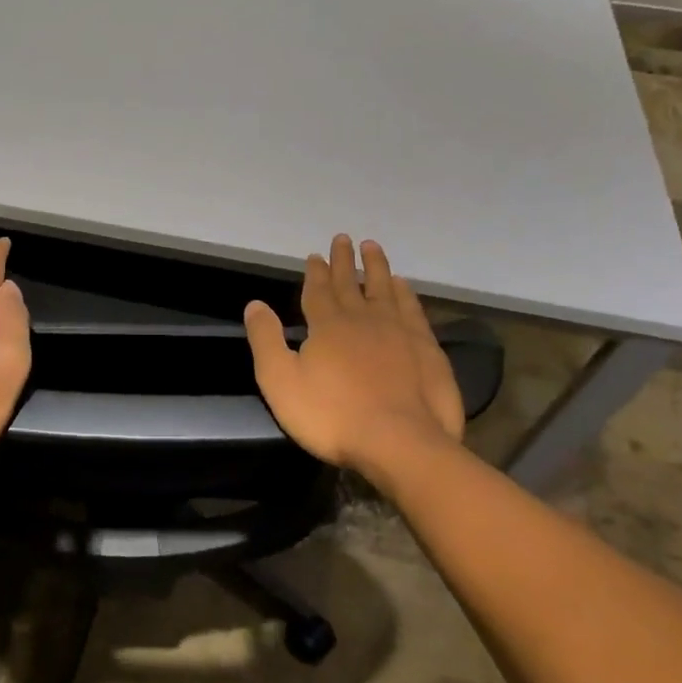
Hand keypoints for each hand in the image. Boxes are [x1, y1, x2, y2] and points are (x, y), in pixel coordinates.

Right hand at [243, 234, 464, 475]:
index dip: (316, 272)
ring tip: (373, 247)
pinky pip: (413, 310)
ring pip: (385, 290)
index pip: (319, 291)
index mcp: (327, 326)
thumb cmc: (332, 416)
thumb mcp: (281, 381)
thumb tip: (255, 304)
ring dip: (377, 267)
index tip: (316, 255)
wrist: (400, 443)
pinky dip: (406, 294)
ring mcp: (399, 332)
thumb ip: (266, 340)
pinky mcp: (426, 350)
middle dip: (344, 261)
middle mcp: (363, 319)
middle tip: (343, 239)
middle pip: (351, 283)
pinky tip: (404, 286)